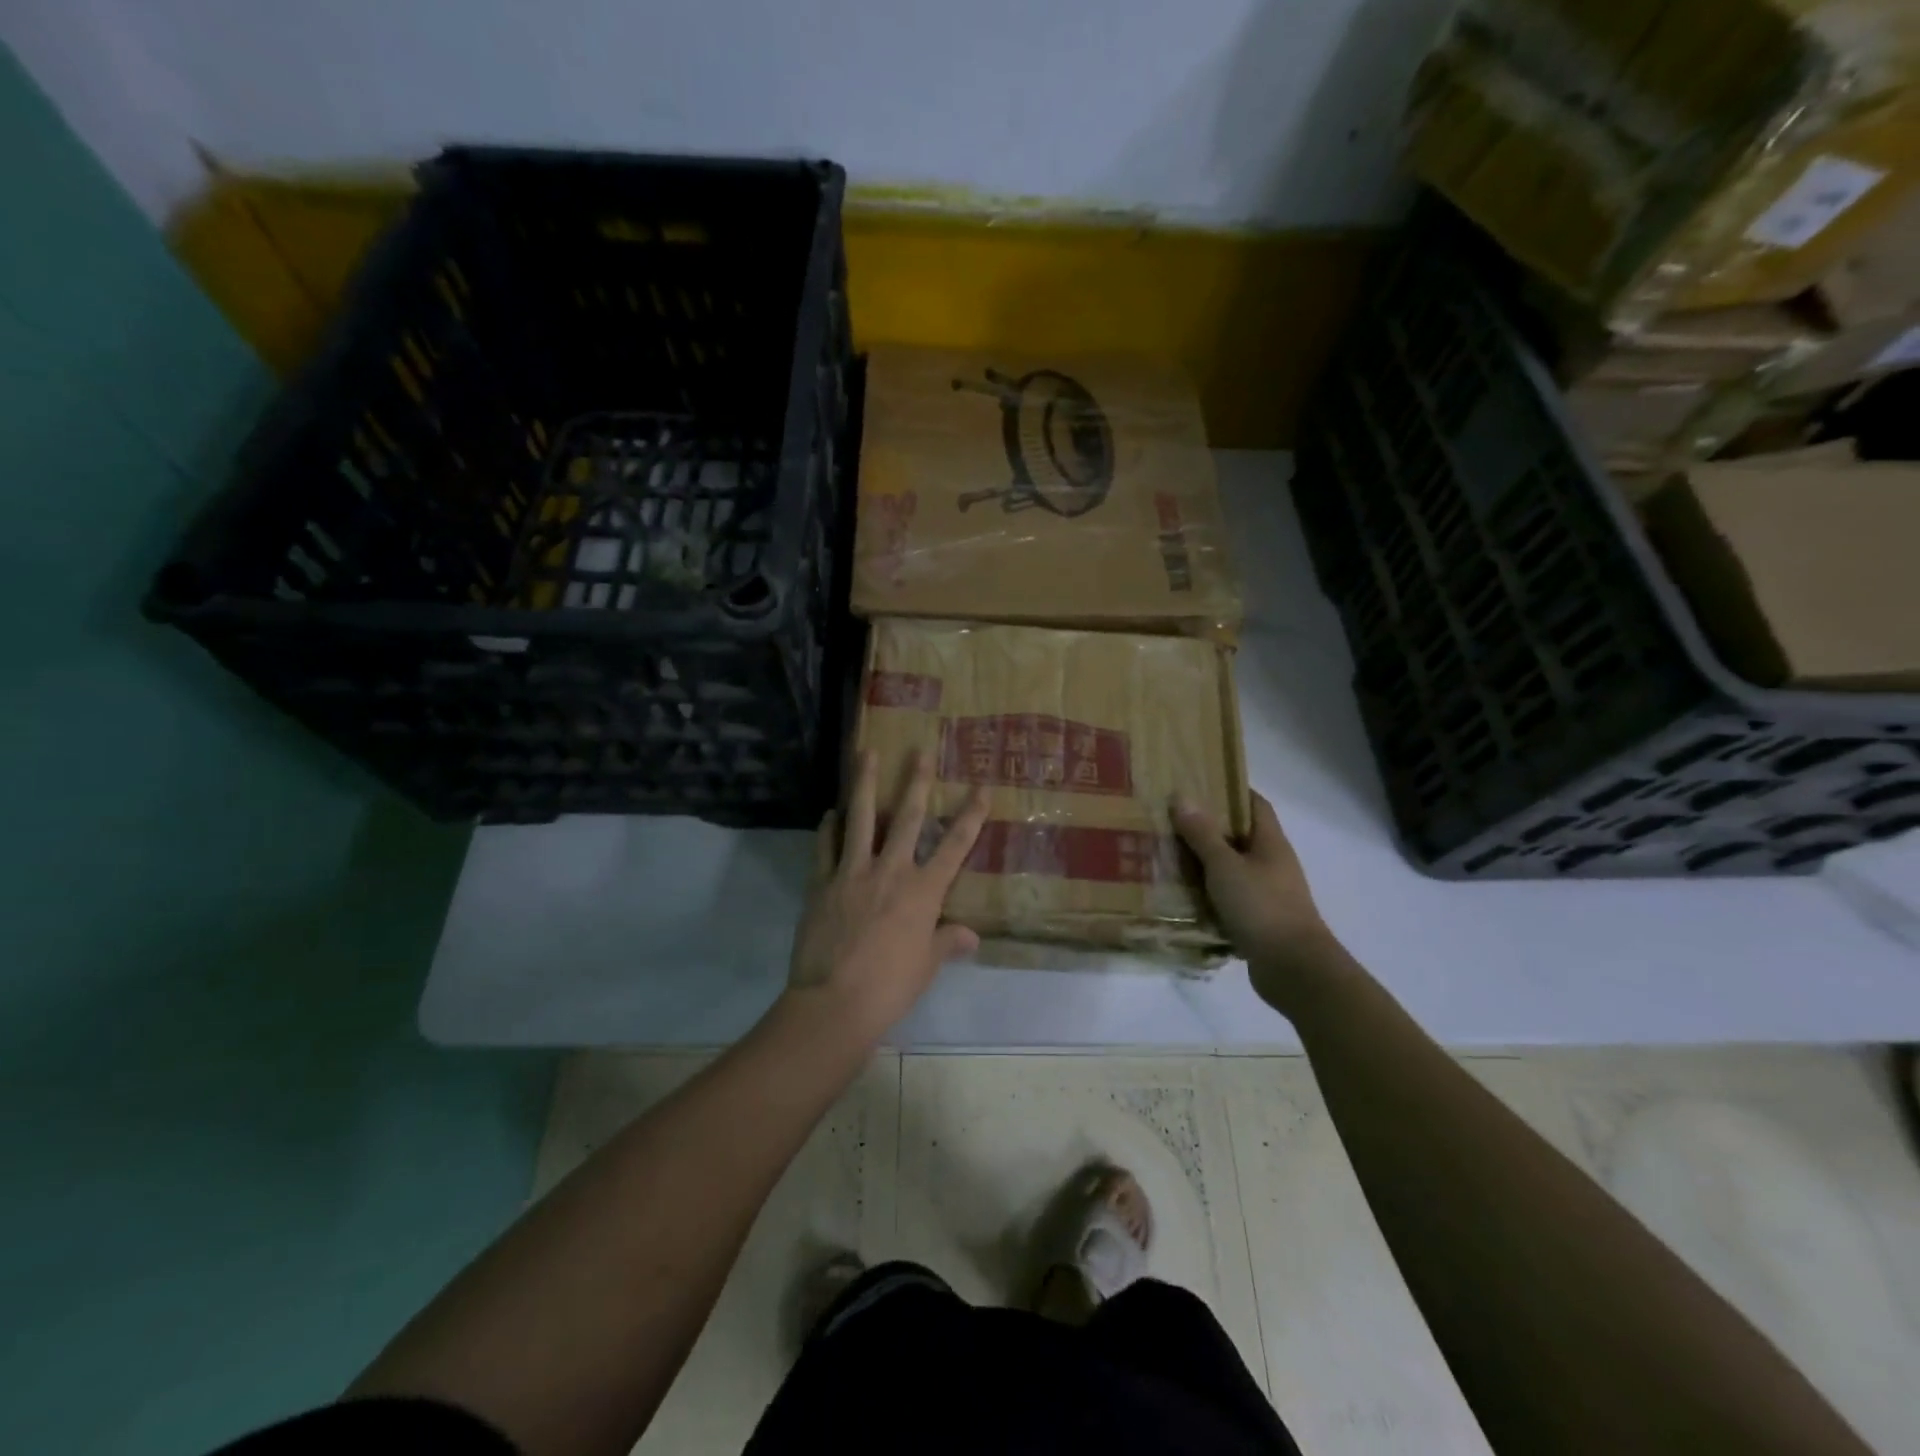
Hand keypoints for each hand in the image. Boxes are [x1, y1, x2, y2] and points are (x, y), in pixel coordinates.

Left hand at [786, 748, 988, 1038]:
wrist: (834, 1003)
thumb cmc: (890, 987)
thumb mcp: (925, 966)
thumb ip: (947, 943)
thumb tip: (971, 936)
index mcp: (923, 891)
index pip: (955, 846)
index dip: (971, 816)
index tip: (981, 788)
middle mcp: (890, 871)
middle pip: (908, 818)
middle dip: (916, 782)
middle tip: (920, 749)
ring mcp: (852, 873)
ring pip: (861, 819)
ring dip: (865, 784)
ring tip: (866, 753)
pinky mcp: (821, 883)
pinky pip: (825, 847)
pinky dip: (829, 828)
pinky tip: (831, 812)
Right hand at [1173, 791, 1346, 1009]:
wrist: (1294, 968)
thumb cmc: (1262, 907)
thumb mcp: (1225, 866)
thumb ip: (1203, 834)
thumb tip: (1182, 796)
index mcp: (1270, 842)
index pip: (1255, 804)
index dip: (1232, 790)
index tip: (1200, 783)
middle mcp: (1272, 863)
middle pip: (1240, 836)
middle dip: (1208, 826)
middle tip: (1171, 819)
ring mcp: (1267, 893)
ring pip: (1232, 868)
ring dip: (1205, 862)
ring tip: (1168, 854)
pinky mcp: (1259, 920)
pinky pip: (1229, 898)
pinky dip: (1208, 894)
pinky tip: (1182, 895)